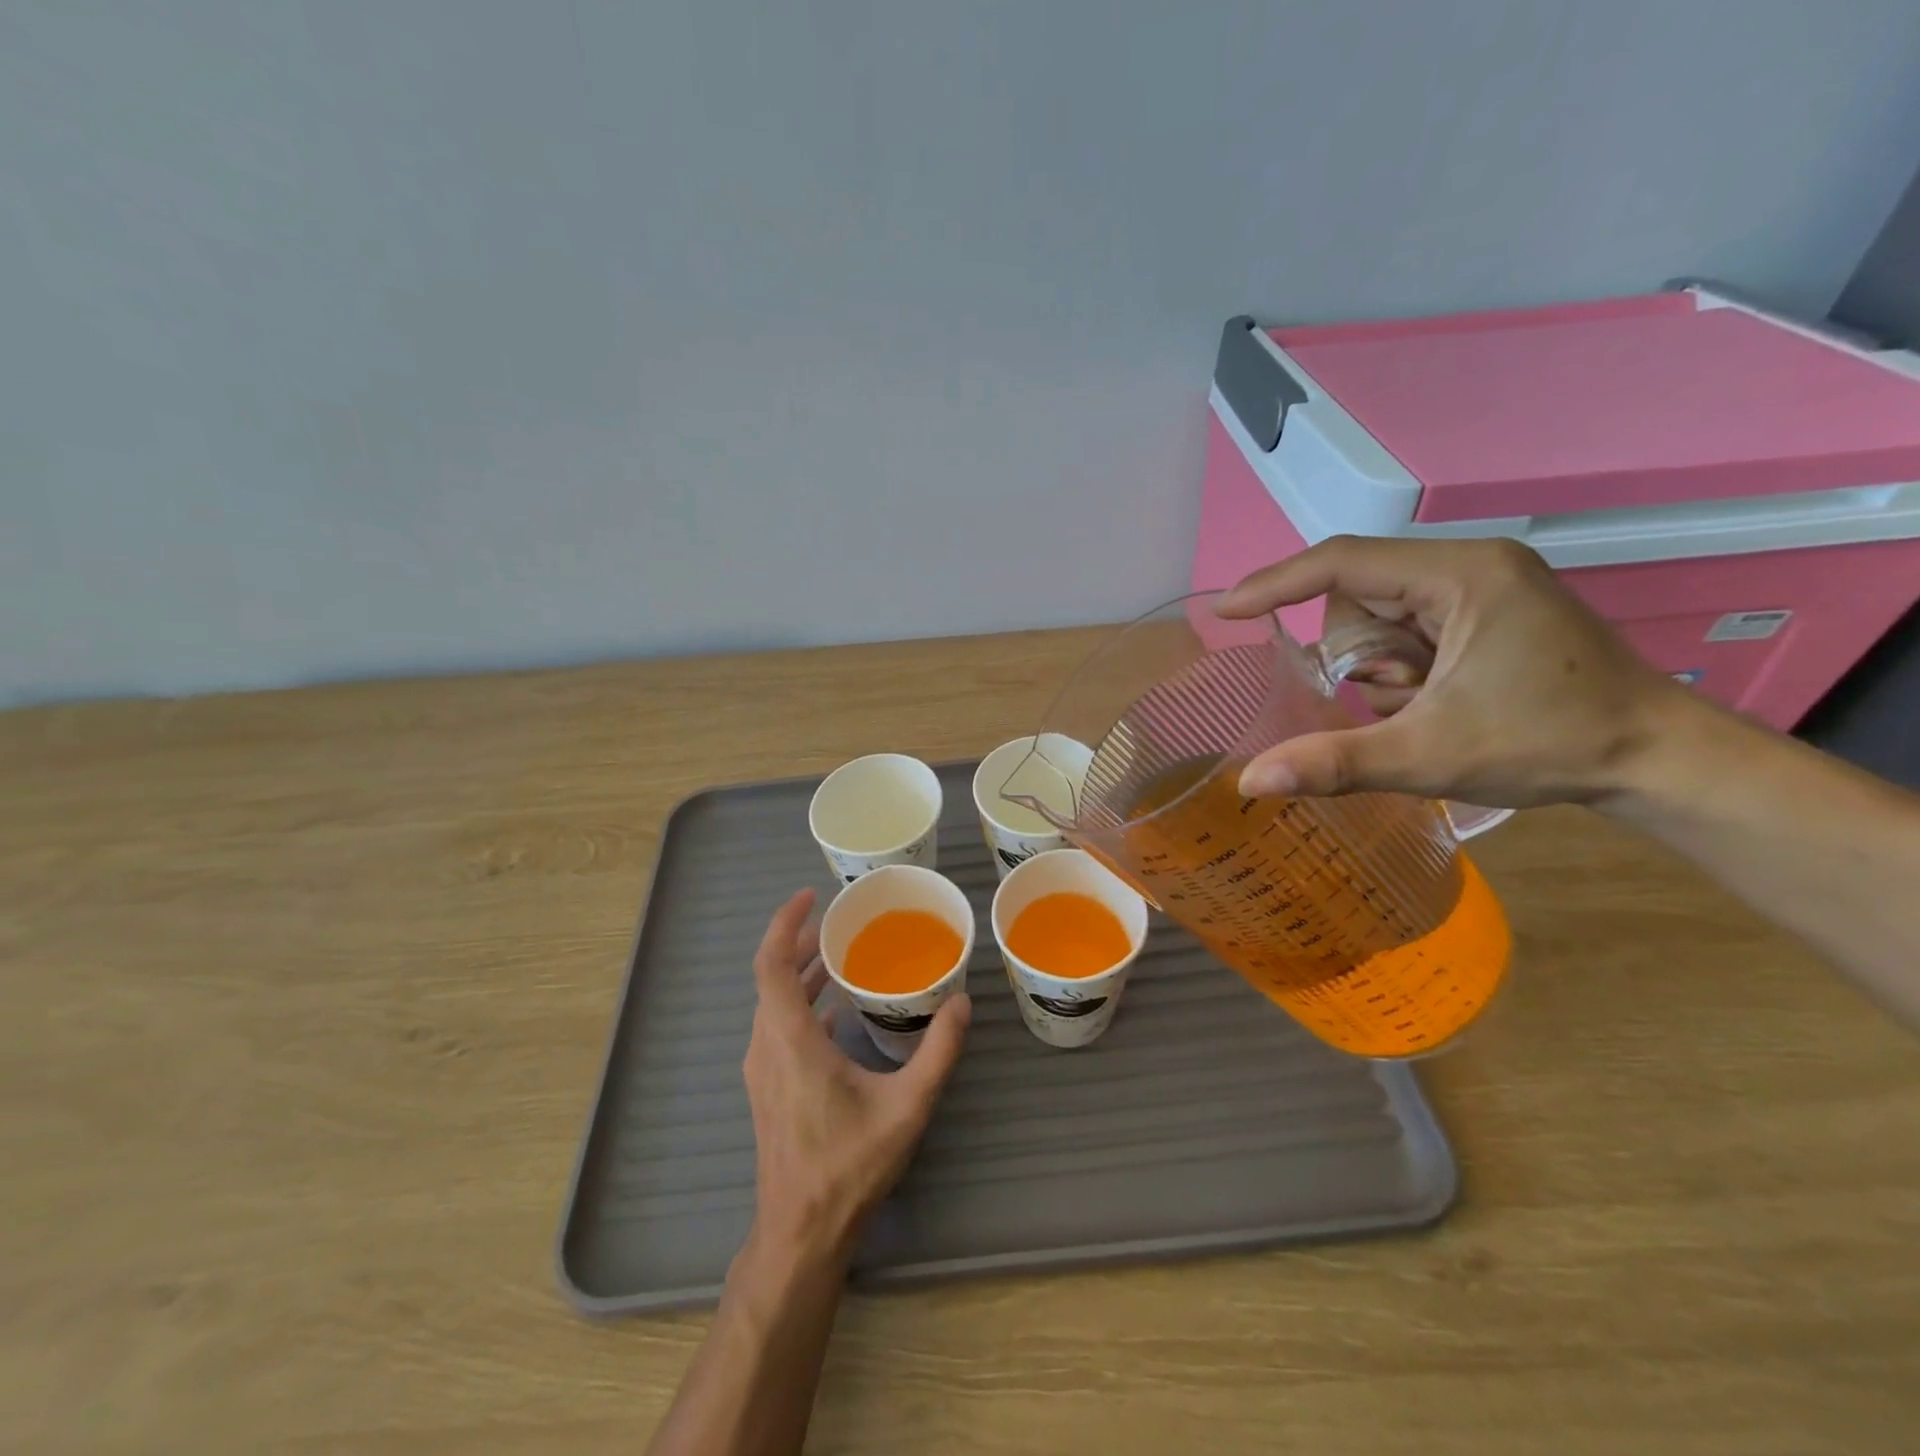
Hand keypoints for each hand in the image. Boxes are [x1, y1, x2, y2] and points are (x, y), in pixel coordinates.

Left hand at [743, 889, 970, 1264]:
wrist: (801, 1232)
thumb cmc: (849, 1166)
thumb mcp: (906, 1106)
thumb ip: (938, 1051)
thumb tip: (963, 1002)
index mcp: (790, 1041)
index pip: (770, 965)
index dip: (784, 924)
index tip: (810, 897)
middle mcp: (766, 1047)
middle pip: (771, 978)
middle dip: (800, 942)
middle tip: (838, 921)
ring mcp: (761, 1069)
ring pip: (772, 1003)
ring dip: (800, 973)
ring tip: (839, 954)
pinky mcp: (767, 1087)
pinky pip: (777, 1026)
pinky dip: (800, 1002)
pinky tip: (836, 1009)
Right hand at [1216, 536, 1687, 808]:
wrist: (1658, 760)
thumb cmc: (1550, 745)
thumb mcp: (1428, 756)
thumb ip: (1333, 762)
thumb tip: (1249, 781)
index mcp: (1461, 575)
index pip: (1342, 562)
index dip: (1275, 584)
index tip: (1224, 611)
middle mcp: (1468, 566)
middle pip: (1357, 599)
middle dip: (1360, 657)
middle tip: (1403, 700)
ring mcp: (1480, 588)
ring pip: (1376, 620)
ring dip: (1380, 671)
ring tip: (1429, 705)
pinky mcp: (1484, 614)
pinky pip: (1404, 633)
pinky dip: (1400, 672)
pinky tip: (1438, 700)